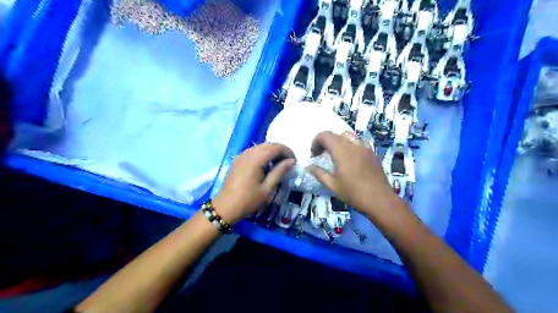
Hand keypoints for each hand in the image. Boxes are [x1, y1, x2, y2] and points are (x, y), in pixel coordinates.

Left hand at [213, 143, 295, 222]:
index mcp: (255, 159)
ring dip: (272, 152)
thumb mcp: (267, 189)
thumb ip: (279, 172)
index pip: (275, 147)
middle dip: (280, 150)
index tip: (294, 161)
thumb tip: (291, 161)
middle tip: (289, 162)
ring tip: (279, 164)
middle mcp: (248, 153)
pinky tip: (266, 166)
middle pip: (268, 145)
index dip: (287, 151)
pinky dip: (263, 154)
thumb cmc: (248, 200)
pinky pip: (253, 151)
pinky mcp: (238, 160)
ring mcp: (241, 156)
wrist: (225, 208)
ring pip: (260, 147)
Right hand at [309, 132, 400, 220]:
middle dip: (327, 142)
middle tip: (323, 155)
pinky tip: (351, 160)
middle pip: (337, 134)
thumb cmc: (353, 192)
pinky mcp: (372, 153)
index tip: (314, 155)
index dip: (316, 142)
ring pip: (349, 136)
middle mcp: (353, 144)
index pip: (325, 135)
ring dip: (340, 142)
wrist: (379, 199)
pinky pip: (359, 143)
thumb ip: (319, 173)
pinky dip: (351, 146)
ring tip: (337, 155)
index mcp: (341, 150)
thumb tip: (309, 166)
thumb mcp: (332, 185)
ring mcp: (365, 148)